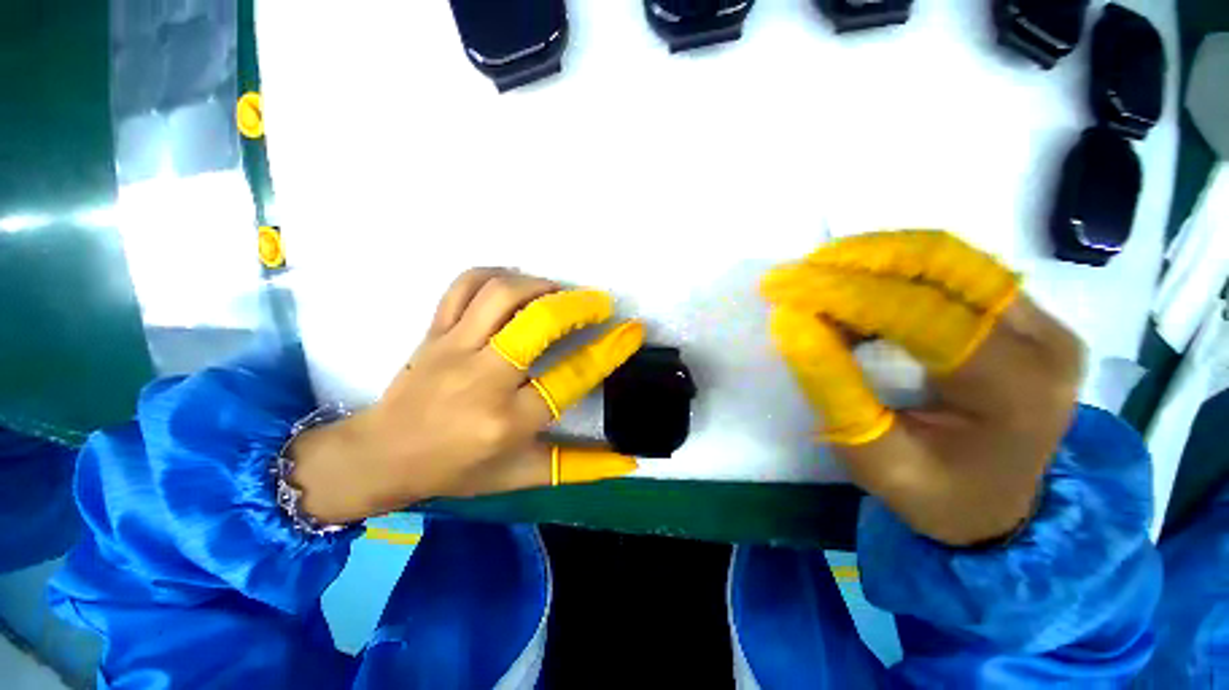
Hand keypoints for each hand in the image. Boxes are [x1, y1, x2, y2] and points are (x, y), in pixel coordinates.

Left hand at [290, 269, 645, 523]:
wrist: (381, 456)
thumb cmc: (458, 469)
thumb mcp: (523, 474)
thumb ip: (579, 467)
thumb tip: (630, 461)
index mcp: (508, 420)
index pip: (571, 376)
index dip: (609, 350)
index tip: (633, 329)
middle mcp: (483, 379)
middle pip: (537, 324)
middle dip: (577, 306)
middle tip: (599, 303)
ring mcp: (453, 348)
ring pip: (501, 295)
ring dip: (540, 286)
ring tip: (560, 294)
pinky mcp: (433, 330)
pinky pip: (464, 286)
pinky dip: (495, 275)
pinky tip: (516, 285)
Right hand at [763, 231, 1082, 545]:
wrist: (997, 507)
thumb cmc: (935, 493)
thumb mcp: (871, 455)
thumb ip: (830, 385)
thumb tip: (790, 320)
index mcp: (1014, 388)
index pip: (919, 312)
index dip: (842, 292)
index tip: (782, 286)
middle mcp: (1041, 340)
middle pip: (943, 263)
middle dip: (858, 259)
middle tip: (798, 272)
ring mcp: (1038, 320)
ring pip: (945, 257)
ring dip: (871, 259)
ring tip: (817, 282)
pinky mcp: (1020, 315)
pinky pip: (949, 271)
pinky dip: (890, 272)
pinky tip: (852, 294)